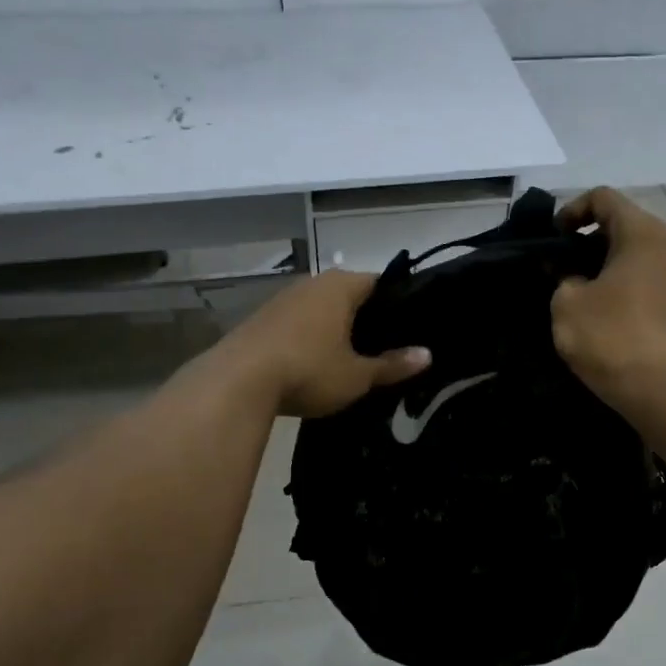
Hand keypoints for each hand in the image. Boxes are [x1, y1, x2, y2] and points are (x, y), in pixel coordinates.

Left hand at [226, 269, 430, 417]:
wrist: (237, 382)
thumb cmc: (309, 370)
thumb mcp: (357, 375)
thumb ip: (393, 365)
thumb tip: (428, 355)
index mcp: (341, 286)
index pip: (379, 282)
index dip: (396, 303)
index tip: (409, 327)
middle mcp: (312, 283)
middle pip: (349, 294)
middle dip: (365, 317)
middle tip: (385, 346)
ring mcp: (283, 299)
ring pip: (321, 308)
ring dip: (335, 327)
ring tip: (352, 355)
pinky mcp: (261, 319)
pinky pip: (298, 322)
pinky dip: (310, 336)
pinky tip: (314, 361)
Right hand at [551, 188, 665, 396]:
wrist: (658, 385)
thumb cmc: (608, 334)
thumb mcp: (566, 301)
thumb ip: (562, 275)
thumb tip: (569, 272)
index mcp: (642, 231)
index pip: (603, 198)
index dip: (572, 211)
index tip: (555, 240)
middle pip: (625, 223)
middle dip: (590, 239)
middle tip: (563, 264)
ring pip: (640, 252)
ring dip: (610, 262)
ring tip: (583, 288)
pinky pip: (651, 276)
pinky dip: (627, 281)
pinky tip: (608, 308)